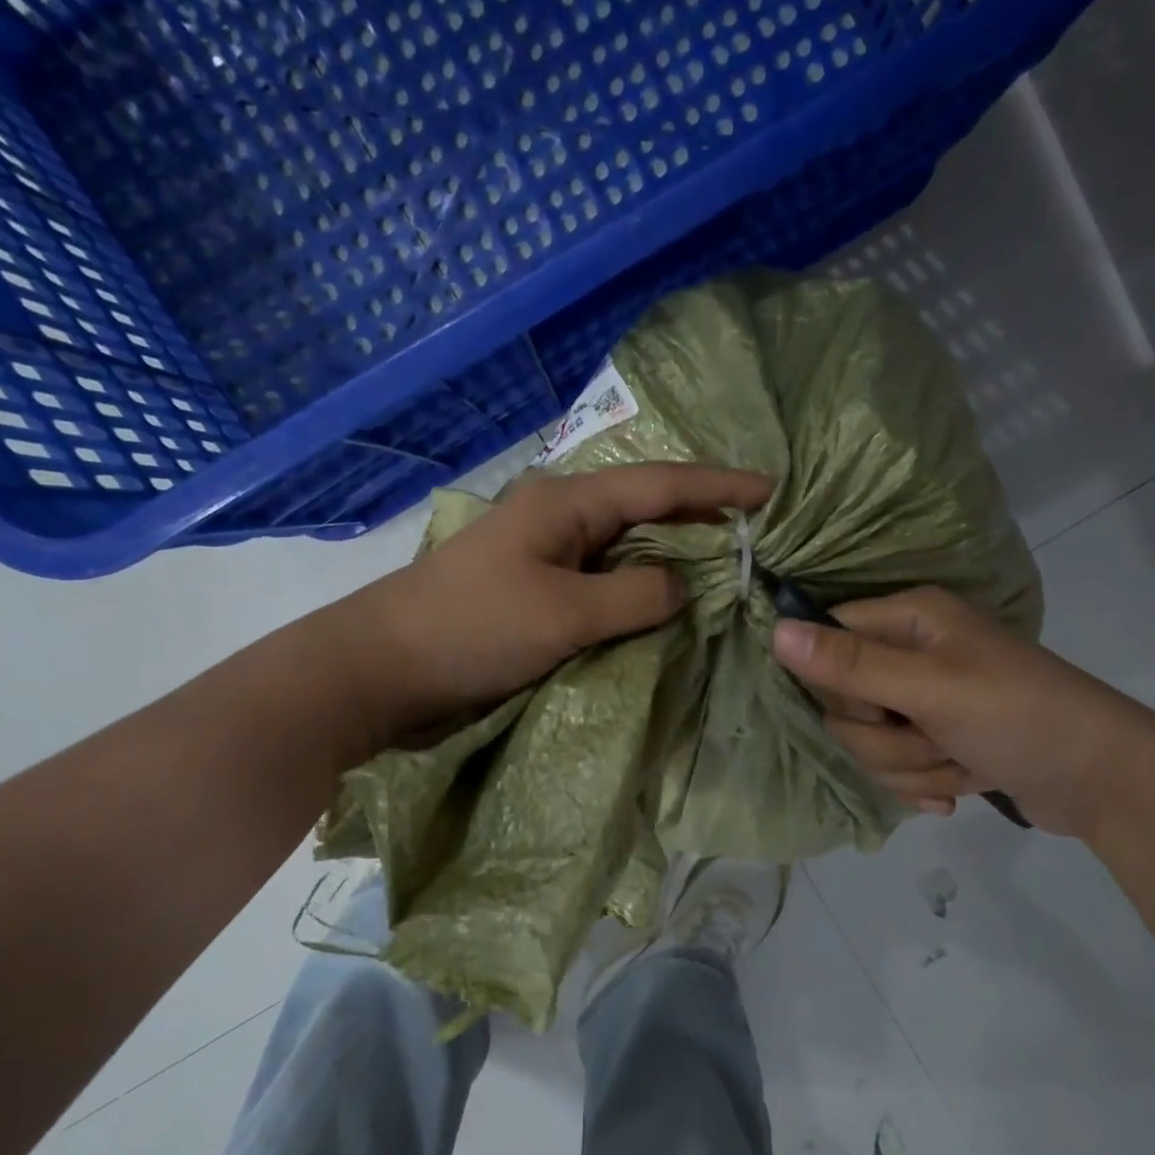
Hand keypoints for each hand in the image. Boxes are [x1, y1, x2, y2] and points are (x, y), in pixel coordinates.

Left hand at [332, 463, 770, 748]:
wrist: (382, 670)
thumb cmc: (472, 629)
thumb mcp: (564, 612)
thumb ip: (636, 594)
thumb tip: (680, 588)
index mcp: (567, 503)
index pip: (661, 485)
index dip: (720, 487)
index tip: (773, 491)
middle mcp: (562, 520)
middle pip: (648, 511)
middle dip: (703, 522)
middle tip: (758, 537)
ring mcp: (548, 557)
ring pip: (628, 550)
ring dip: (673, 560)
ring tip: (726, 571)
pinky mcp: (539, 593)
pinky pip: (606, 583)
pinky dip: (641, 592)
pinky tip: (668, 606)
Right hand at [771, 586, 1152, 837]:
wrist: (1105, 782)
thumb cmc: (1019, 716)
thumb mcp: (932, 688)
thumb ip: (851, 665)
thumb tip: (774, 632)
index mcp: (908, 620)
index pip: (827, 640)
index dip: (839, 683)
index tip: (878, 705)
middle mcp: (908, 654)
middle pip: (843, 703)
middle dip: (887, 738)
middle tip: (936, 736)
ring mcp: (922, 702)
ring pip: (868, 744)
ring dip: (913, 766)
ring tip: (962, 761)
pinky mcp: (935, 743)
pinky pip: (895, 768)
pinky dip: (925, 784)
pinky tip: (962, 786)